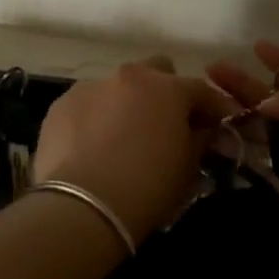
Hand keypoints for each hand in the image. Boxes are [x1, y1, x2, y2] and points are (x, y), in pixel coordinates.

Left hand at [33, 56, 239, 243]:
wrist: (83, 207)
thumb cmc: (147, 188)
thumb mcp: (188, 168)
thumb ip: (199, 140)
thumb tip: (202, 130)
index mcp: (167, 88)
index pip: (201, 90)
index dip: (213, 108)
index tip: (218, 125)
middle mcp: (129, 76)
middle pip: (156, 71)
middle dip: (165, 92)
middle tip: (164, 126)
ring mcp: (90, 86)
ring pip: (117, 87)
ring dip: (125, 105)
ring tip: (121, 140)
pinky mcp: (60, 105)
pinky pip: (87, 106)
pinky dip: (94, 119)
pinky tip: (90, 149)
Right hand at [207, 40, 278, 263]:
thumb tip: (265, 104)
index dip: (278, 60)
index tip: (255, 46)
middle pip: (270, 100)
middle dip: (242, 84)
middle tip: (211, 69)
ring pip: (258, 130)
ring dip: (232, 115)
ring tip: (200, 99)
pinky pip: (254, 163)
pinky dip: (232, 150)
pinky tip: (206, 135)